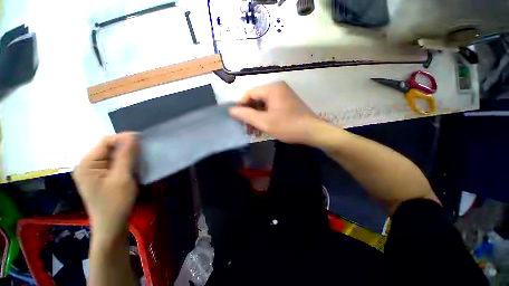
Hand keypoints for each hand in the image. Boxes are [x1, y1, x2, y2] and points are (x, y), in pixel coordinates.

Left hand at [72, 133, 138, 243]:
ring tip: (142, 158)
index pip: (106, 141)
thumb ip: (126, 155)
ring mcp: (94, 172)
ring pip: (113, 156)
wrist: (112, 226)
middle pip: (109, 148)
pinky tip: (134, 167)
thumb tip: (132, 136)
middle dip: (127, 147)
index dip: (125, 138)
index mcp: (87, 164)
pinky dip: (126, 162)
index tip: (144, 140)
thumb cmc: (115, 203)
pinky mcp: (101, 178)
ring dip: (128, 155)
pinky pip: (114, 164)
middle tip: (145, 150)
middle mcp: (88, 165)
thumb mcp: (122, 177)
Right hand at [229, 82, 318, 143]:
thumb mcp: (265, 122)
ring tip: (253, 131)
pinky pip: (271, 107)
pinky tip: (263, 127)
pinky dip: (265, 116)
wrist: (312, 131)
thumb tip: (232, 110)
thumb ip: (247, 115)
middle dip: (250, 113)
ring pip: (264, 104)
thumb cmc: (288, 126)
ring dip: (257, 117)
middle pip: (257, 98)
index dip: (241, 105)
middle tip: (246, 128)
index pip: (250, 93)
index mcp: (272, 89)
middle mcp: (278, 88)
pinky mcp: (287, 102)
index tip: (238, 118)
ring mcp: (284, 95)